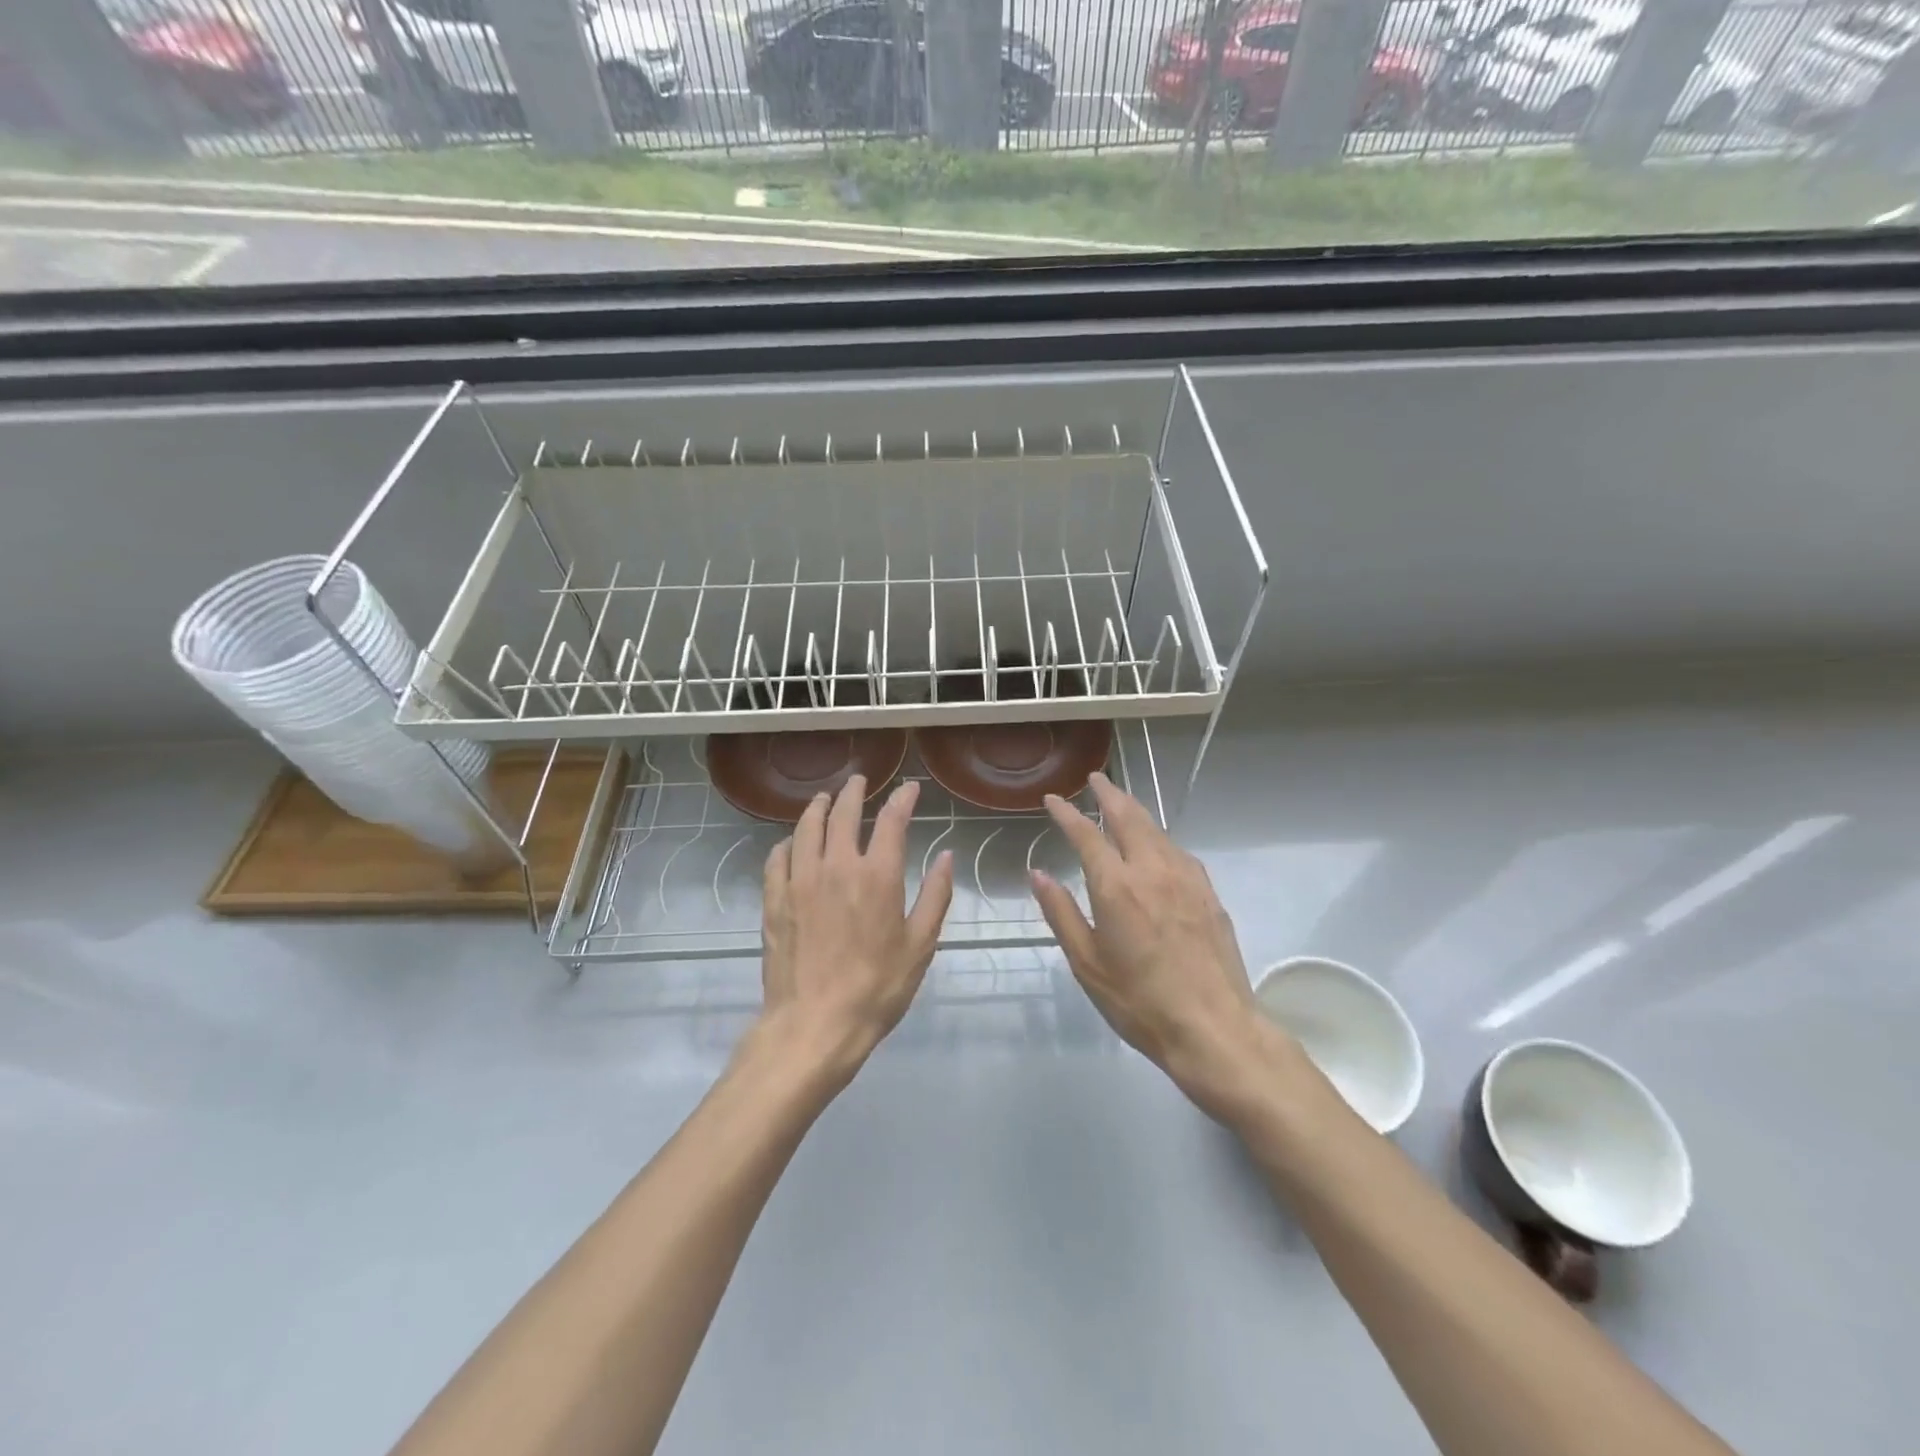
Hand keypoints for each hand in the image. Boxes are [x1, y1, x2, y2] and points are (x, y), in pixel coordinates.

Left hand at [757, 775, 953, 1089]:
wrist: (814, 1024)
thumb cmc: (876, 988)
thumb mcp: (920, 945)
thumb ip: (935, 896)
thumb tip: (946, 857)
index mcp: (877, 875)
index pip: (891, 820)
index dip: (902, 799)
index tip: (910, 788)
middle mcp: (836, 866)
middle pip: (843, 814)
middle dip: (854, 792)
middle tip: (859, 781)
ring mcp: (800, 881)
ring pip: (806, 828)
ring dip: (817, 807)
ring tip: (824, 799)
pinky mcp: (774, 900)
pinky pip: (778, 858)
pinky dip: (788, 843)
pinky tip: (792, 844)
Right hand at [1030, 772, 1298, 1122]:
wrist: (1214, 1029)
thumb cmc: (1139, 1002)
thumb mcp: (1087, 964)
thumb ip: (1062, 913)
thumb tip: (1038, 874)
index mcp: (1117, 887)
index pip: (1087, 835)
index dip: (1067, 813)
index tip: (1053, 799)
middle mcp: (1152, 871)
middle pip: (1129, 817)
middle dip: (1109, 793)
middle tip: (1095, 779)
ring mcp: (1186, 879)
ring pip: (1157, 830)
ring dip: (1135, 810)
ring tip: (1122, 803)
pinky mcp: (1209, 893)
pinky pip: (1178, 851)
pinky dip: (1159, 837)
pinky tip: (1157, 846)